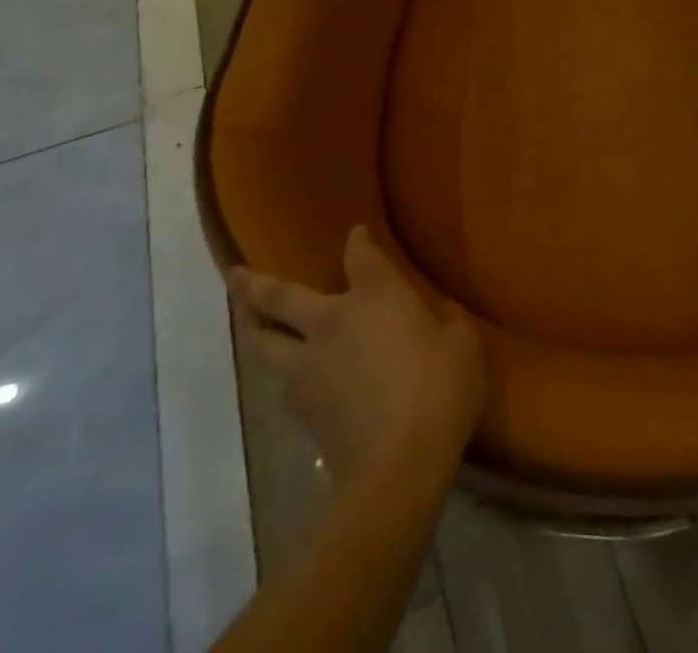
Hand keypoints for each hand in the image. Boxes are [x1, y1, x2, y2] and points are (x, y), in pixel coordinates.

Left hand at [229, 227, 485, 495]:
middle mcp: (330, 322)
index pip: (359, 254)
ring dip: (257, 333)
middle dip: (254, 285)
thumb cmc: (439, 389)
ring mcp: (308, 369)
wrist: (398, 466)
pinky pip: (285, 386)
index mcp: (374, 295)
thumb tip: (437, 315)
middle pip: (279, 298)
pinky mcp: (302, 413)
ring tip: (253, 328)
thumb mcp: (462, 343)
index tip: (356, 233)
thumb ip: (446, 320)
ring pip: (265, 345)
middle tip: (235, 275)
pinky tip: (295, 384)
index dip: (358, 241)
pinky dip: (286, 379)